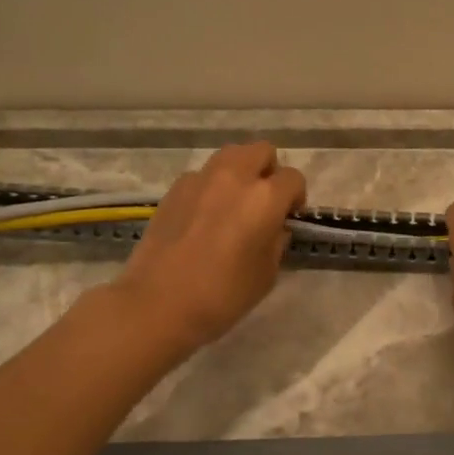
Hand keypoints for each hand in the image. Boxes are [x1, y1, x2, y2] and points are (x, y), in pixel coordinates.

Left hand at [115, 141, 305, 356]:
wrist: (158, 303)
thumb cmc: (222, 294)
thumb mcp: (266, 275)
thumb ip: (277, 242)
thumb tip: (275, 227)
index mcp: (265, 197)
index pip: (293, 178)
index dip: (296, 197)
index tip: (289, 218)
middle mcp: (234, 177)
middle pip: (261, 151)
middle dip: (269, 171)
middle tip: (264, 203)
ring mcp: (200, 179)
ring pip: (230, 155)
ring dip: (240, 172)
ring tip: (235, 203)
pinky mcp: (174, 189)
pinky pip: (202, 175)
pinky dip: (211, 187)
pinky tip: (203, 216)